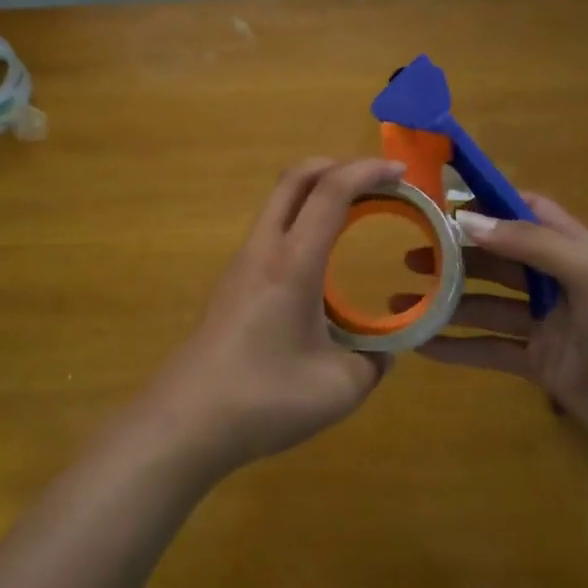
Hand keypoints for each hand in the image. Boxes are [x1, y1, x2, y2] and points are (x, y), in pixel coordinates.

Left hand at [141, 157, 403, 476]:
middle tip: (376, 182)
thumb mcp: (339, 388)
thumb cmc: (263, 399)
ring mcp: (242, 263)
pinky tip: (320, 259)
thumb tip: (386, 349)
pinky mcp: (232, 282)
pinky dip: (300, 220)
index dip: (368, 171)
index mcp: (293, 262)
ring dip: (316, 193)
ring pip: (278, 203)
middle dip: (338, 166)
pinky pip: (271, 230)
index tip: (401, 171)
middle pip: (295, 179)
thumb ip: (374, 361)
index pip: (331, 192)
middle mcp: (264, 250)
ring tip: (354, 214)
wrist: (186, 421)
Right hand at [401, 192, 587, 455]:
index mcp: (571, 248)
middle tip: (408, 254)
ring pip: (484, 304)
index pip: (524, 211)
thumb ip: (529, 243)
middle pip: (495, 258)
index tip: (442, 201)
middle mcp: (553, 280)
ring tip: (401, 299)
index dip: (487, 203)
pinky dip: (456, 346)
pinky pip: (489, 347)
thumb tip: (466, 220)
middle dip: (453, 254)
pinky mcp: (536, 361)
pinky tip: (421, 345)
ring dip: (446, 301)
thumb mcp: (587, 273)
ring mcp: (543, 323)